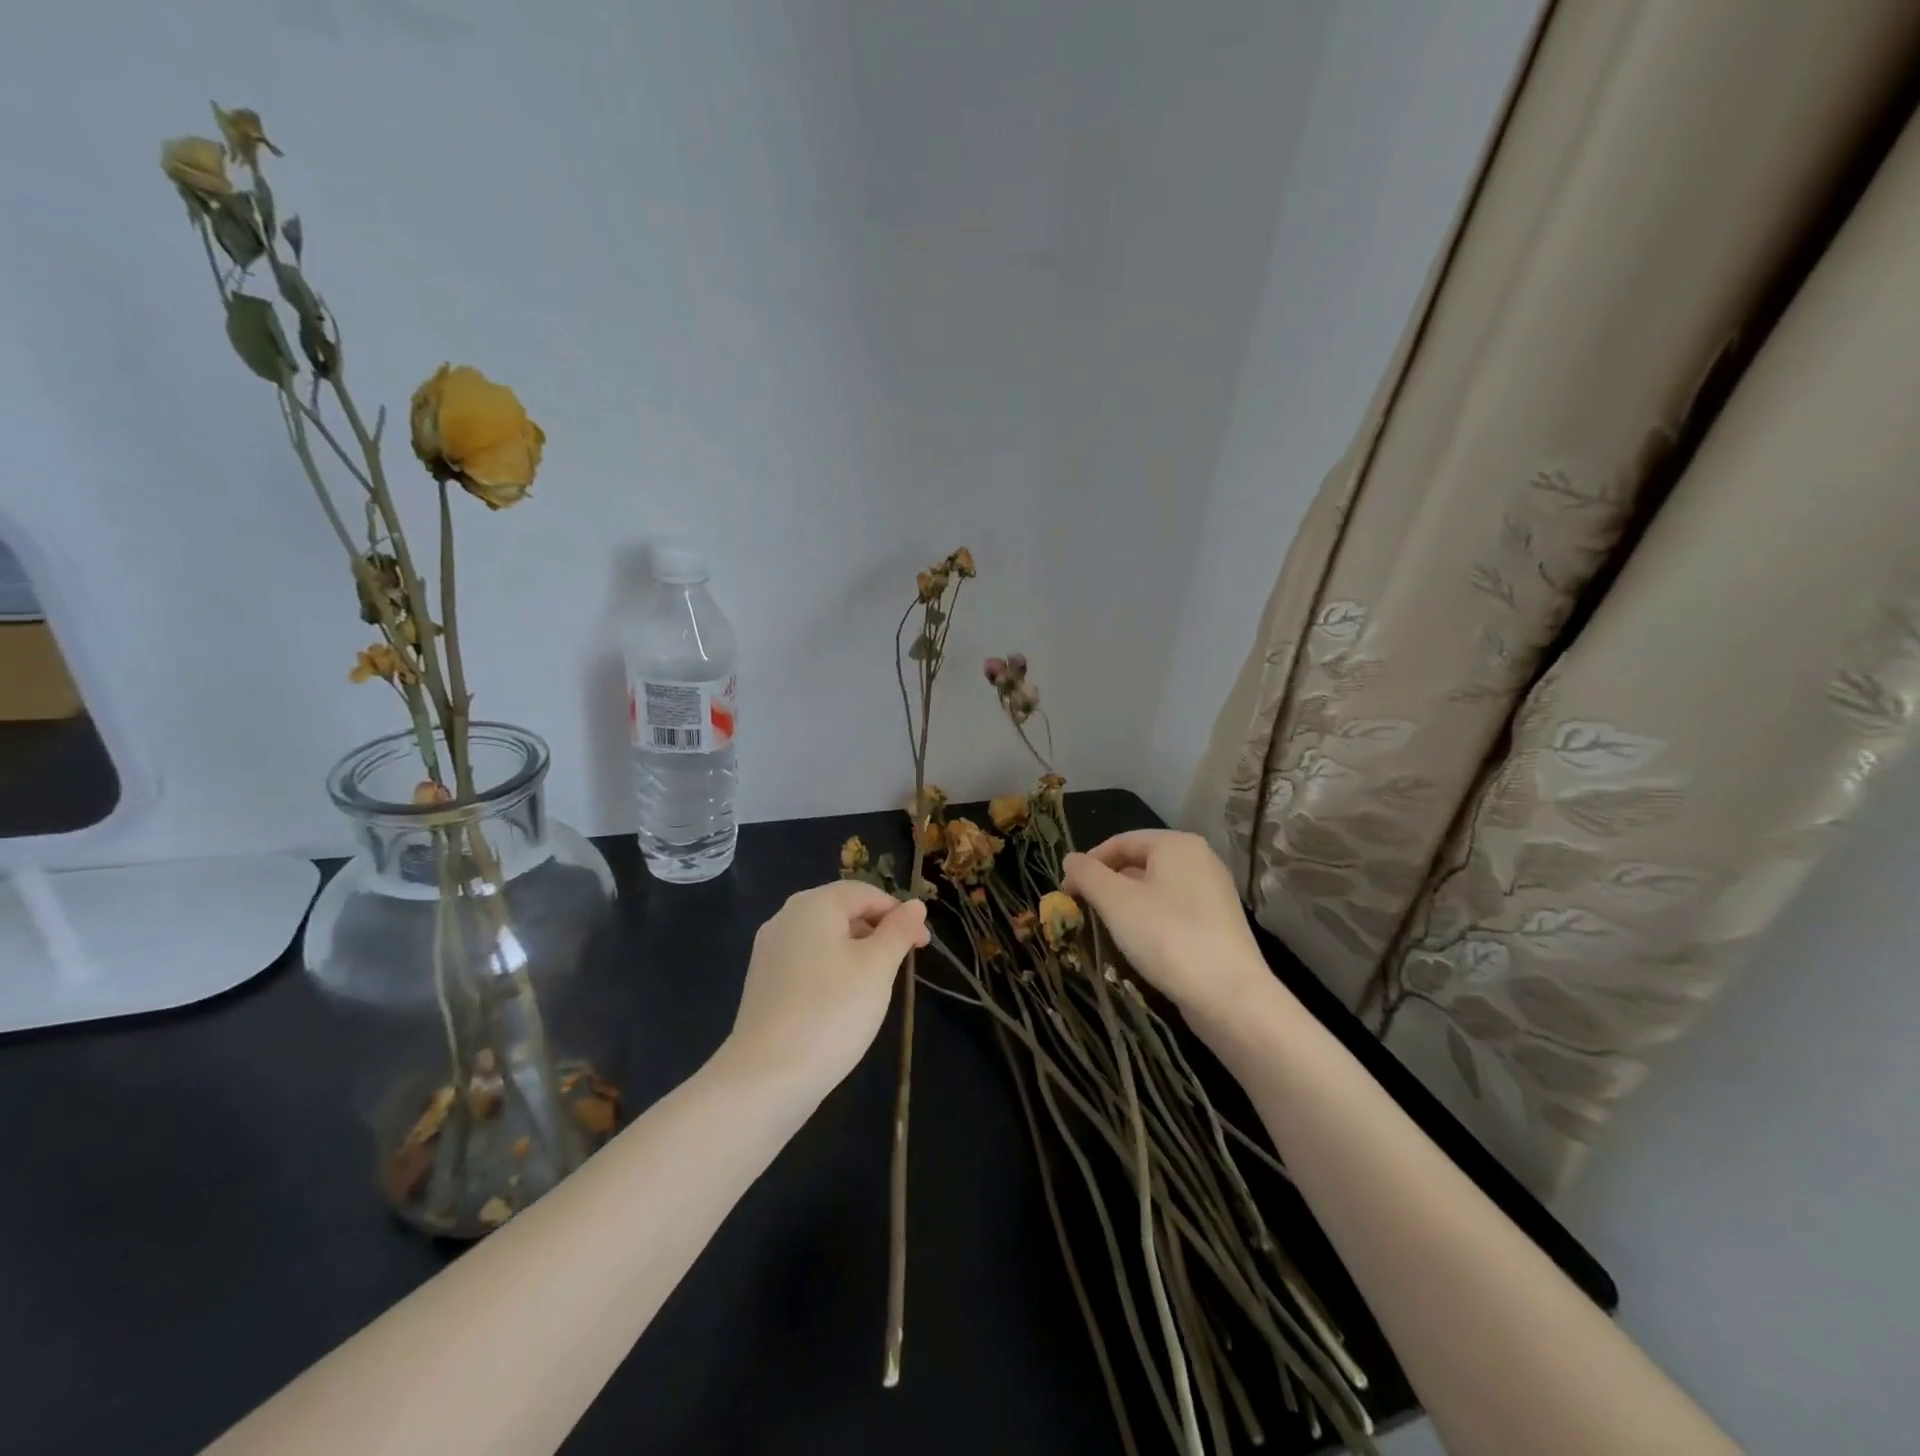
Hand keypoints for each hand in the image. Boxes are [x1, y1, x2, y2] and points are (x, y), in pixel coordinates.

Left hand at [723, 881, 928, 1098]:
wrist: (766, 1078)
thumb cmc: (832, 1012)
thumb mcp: (878, 968)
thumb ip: (898, 931)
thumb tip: (915, 905)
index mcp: (813, 905)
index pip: (865, 893)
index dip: (899, 913)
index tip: (923, 945)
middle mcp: (785, 918)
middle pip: (842, 911)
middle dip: (878, 931)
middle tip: (904, 964)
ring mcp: (769, 951)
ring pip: (824, 937)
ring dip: (857, 951)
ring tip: (877, 984)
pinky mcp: (763, 982)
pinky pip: (806, 961)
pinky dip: (832, 969)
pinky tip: (843, 1001)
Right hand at [1063, 830, 1271, 1023]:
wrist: (1230, 996)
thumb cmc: (1167, 936)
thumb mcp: (1115, 901)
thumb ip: (1087, 874)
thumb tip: (1070, 859)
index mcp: (1177, 844)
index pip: (1120, 841)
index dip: (1089, 864)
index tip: (1067, 893)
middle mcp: (1200, 859)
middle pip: (1139, 863)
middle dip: (1108, 885)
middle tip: (1084, 911)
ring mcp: (1213, 892)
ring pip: (1156, 889)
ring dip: (1127, 905)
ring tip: (1107, 930)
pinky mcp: (1219, 923)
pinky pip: (1174, 910)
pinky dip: (1151, 921)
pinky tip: (1140, 945)